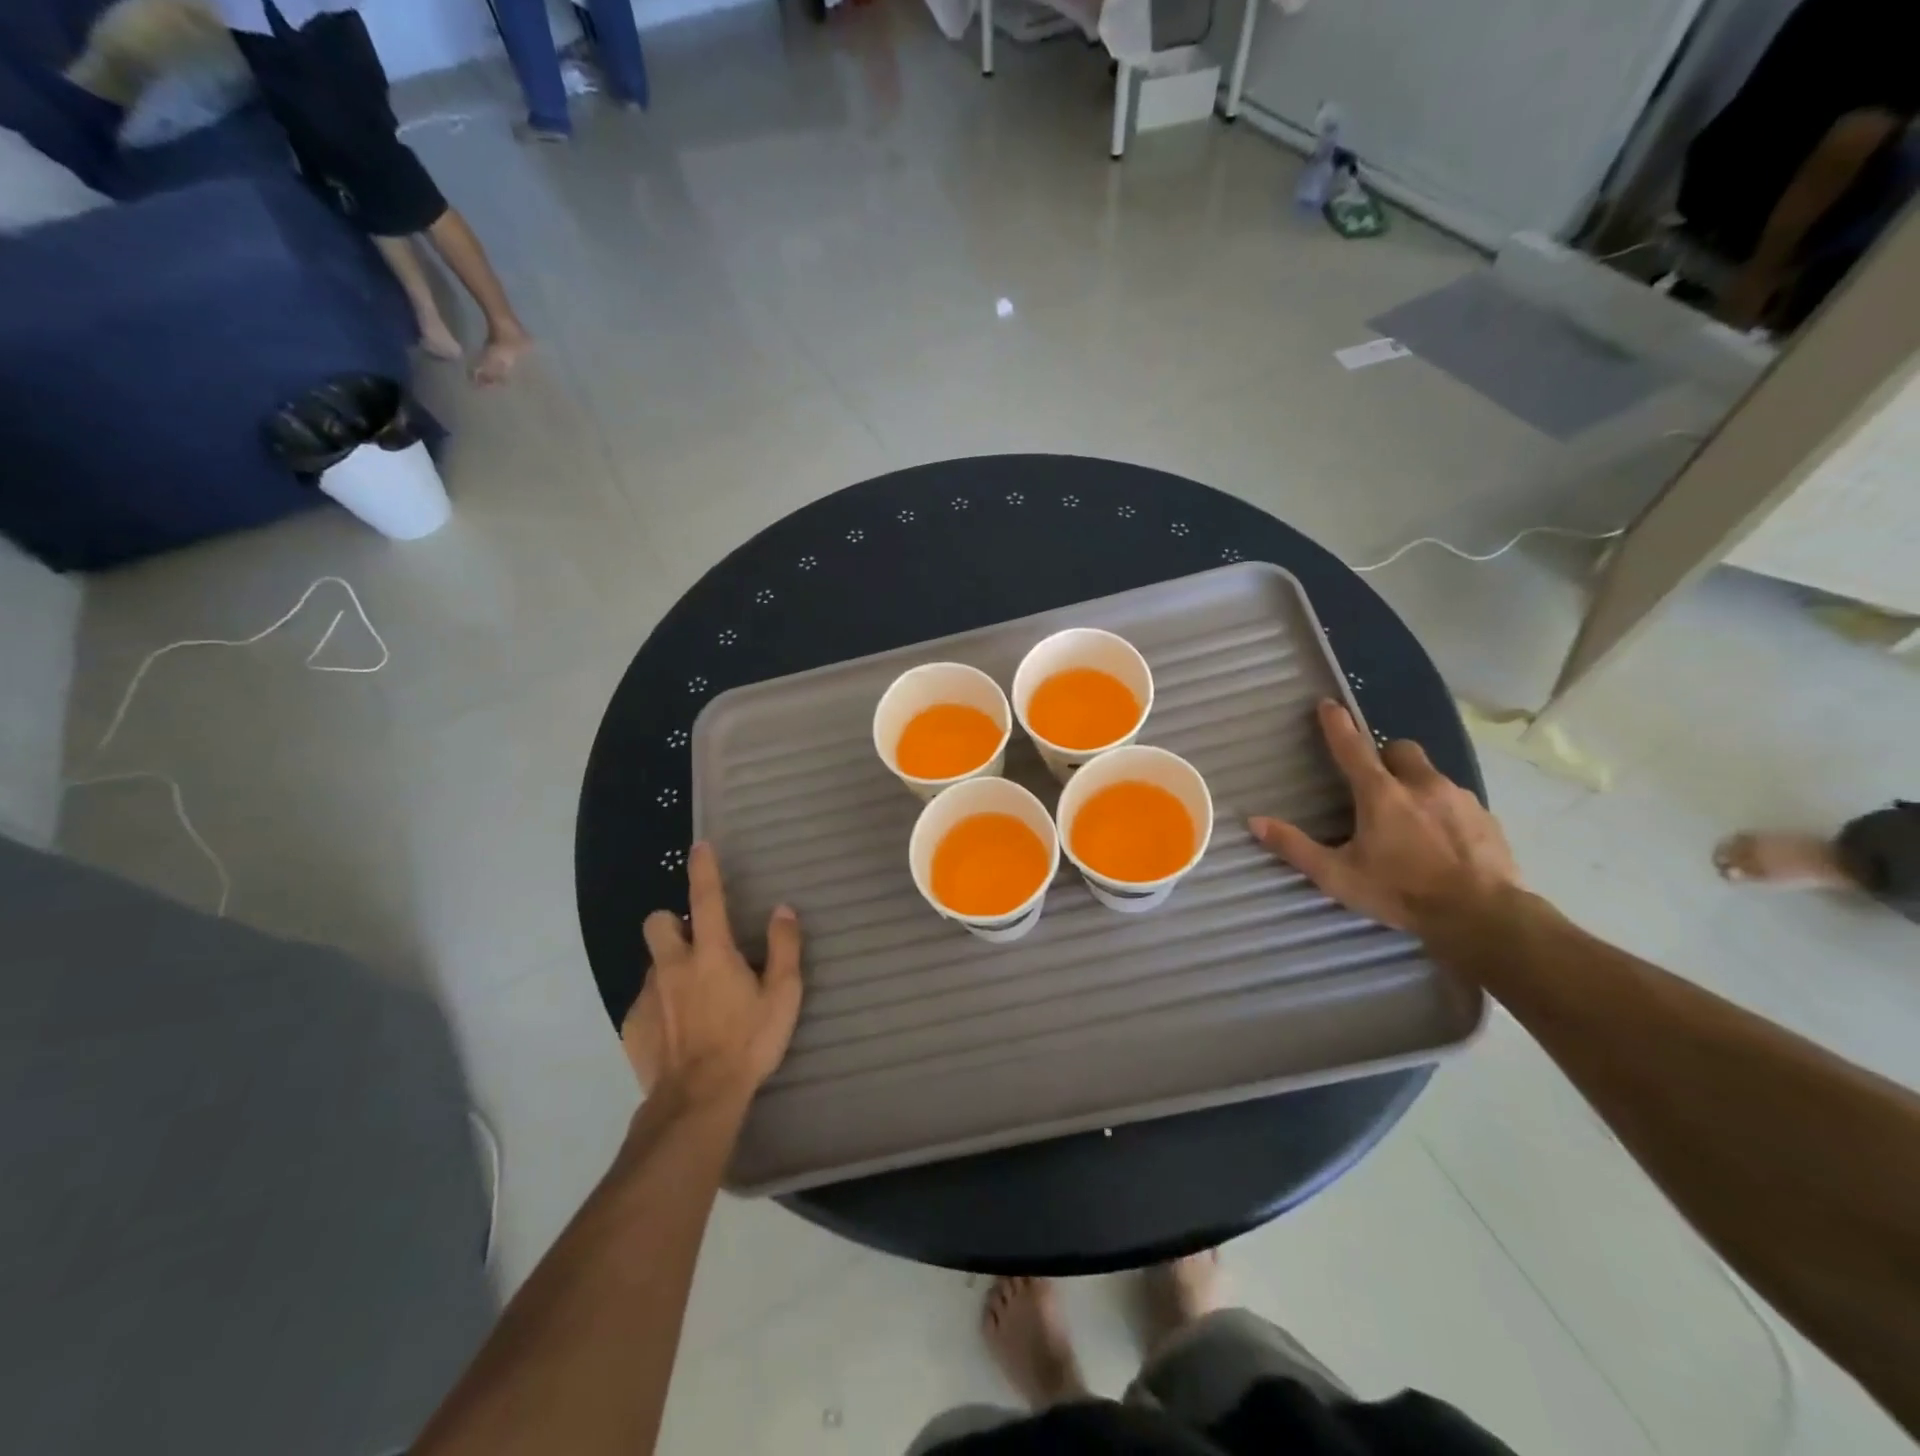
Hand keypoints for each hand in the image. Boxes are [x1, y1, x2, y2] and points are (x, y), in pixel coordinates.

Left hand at [623, 843, 803, 1110]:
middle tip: (696, 945)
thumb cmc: (747, 1043)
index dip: (703, 869)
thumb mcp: (782, 996)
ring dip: (671, 969)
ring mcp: (648, 996)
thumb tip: (783, 911)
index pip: (706, 899)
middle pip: (658, 923)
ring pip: (654, 964)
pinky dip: (662, 1006)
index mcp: (711, 954)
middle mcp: (673, 966)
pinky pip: (645, 1002)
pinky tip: (680, 1031)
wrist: (698, 1101)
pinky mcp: (632, 1026)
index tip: (700, 847)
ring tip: (695, 999)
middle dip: (672, 923)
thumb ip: (784, 948)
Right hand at [1250, 700, 1518, 935]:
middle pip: (1400, 749)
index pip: (1352, 747)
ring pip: (1432, 775)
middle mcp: (1421, 785)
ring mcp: (1459, 799)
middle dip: (1386, 756)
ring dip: (1416, 786)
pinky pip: (1459, 802)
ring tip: (1410, 821)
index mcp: (1380, 794)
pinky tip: (1442, 841)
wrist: (1482, 917)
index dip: (1337, 724)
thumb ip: (1295, 847)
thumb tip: (1254, 822)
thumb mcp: (1337, 875)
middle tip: (1376, 783)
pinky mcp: (1487, 819)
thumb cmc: (1400, 892)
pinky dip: (1444, 811)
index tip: (1328, 704)